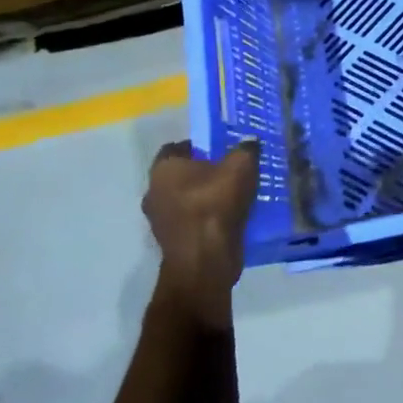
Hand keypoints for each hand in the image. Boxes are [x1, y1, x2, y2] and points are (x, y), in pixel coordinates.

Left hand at [141, 140, 260, 330]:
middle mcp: (153, 191)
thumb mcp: (242, 166)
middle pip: (180, 175)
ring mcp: (159, 220)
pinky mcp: (171, 241)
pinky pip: (189, 221)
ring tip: (233, 196)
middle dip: (202, 173)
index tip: (221, 149)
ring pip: (184, 199)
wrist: (204, 260)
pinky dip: (205, 218)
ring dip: (203, 197)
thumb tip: (249, 141)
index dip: (199, 146)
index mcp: (164, 168)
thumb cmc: (216, 205)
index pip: (176, 147)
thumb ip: (246, 149)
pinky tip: (228, 218)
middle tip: (230, 172)